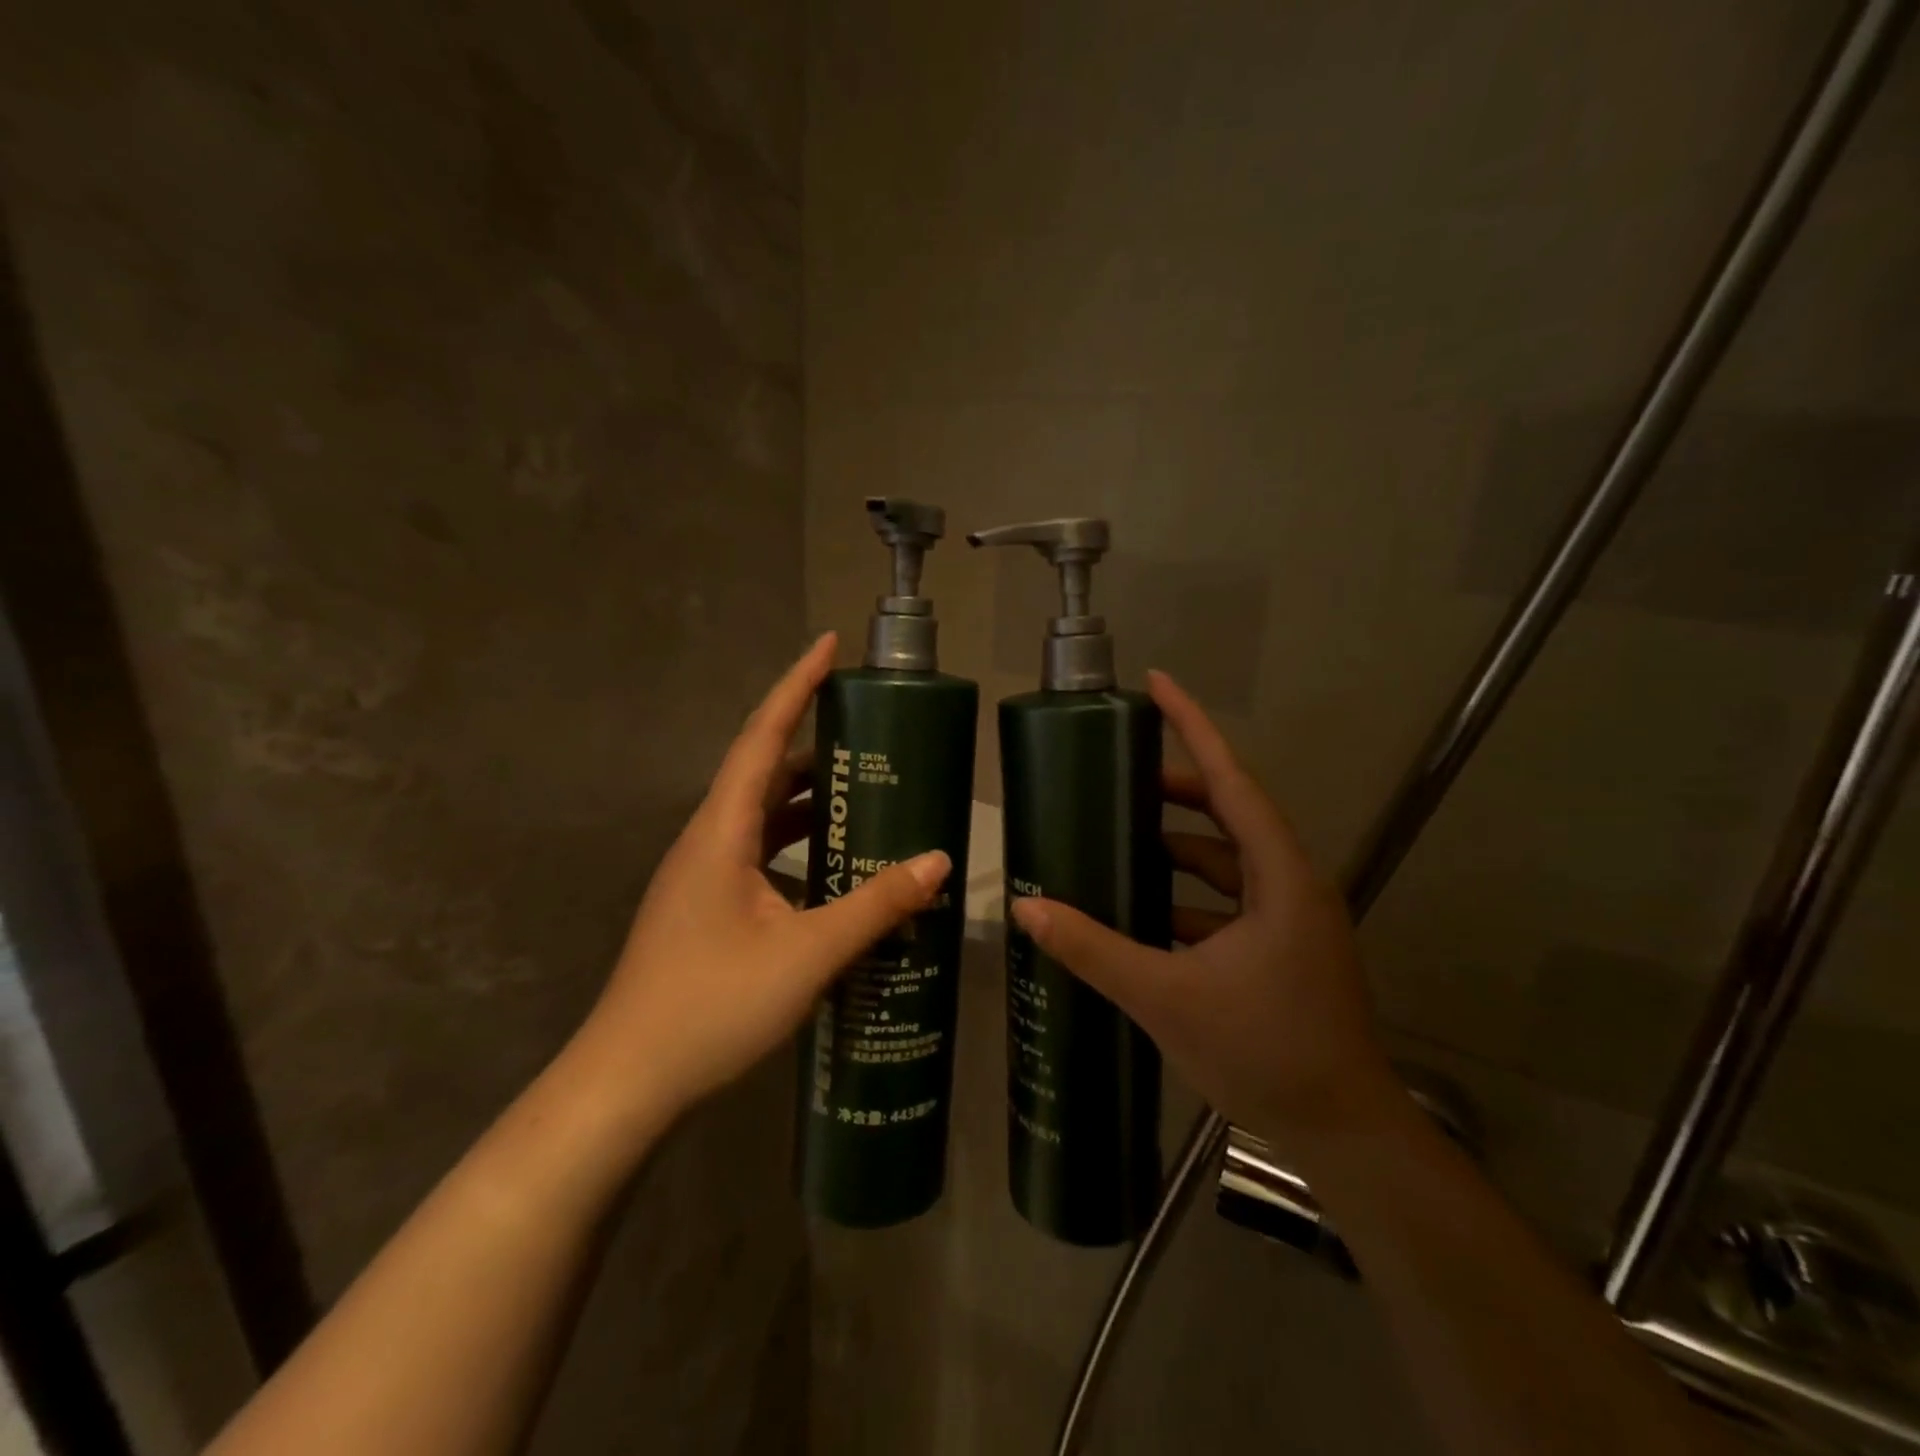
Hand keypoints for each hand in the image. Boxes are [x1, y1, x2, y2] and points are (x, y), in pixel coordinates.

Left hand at [570, 634, 951, 1132]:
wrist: (627, 1081)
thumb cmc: (711, 1006)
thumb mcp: (808, 953)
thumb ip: (875, 906)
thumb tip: (937, 862)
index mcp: (722, 831)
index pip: (763, 737)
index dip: (797, 686)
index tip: (829, 645)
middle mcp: (708, 841)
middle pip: (763, 770)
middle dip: (814, 742)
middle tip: (871, 732)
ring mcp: (703, 876)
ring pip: (761, 816)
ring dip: (808, 800)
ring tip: (864, 794)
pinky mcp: (706, 907)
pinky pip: (759, 853)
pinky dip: (797, 845)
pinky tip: (833, 869)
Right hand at [1009, 670, 1397, 1146]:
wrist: (1343, 1134)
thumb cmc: (1265, 1051)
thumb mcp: (1167, 996)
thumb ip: (1094, 949)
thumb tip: (1028, 909)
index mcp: (1278, 875)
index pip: (1231, 780)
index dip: (1193, 728)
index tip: (1158, 684)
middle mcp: (1289, 883)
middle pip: (1227, 813)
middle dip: (1173, 791)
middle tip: (1115, 778)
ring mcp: (1287, 918)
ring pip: (1225, 862)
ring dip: (1176, 850)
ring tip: (1116, 841)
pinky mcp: (1279, 949)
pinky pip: (1225, 901)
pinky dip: (1184, 897)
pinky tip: (1140, 911)